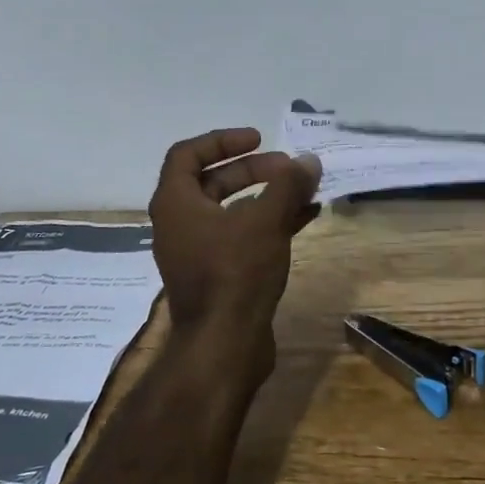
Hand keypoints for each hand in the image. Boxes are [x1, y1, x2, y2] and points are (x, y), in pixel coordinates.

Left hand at [147, 127, 322, 382]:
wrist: (225, 344)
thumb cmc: (236, 272)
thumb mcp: (265, 220)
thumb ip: (287, 185)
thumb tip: (308, 160)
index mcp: (176, 204)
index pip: (188, 154)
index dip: (222, 140)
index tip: (258, 139)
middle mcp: (179, 225)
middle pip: (212, 182)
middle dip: (252, 170)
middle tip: (288, 168)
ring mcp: (197, 253)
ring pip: (230, 212)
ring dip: (265, 197)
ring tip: (302, 191)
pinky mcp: (217, 276)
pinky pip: (241, 238)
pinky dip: (268, 224)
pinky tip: (305, 219)